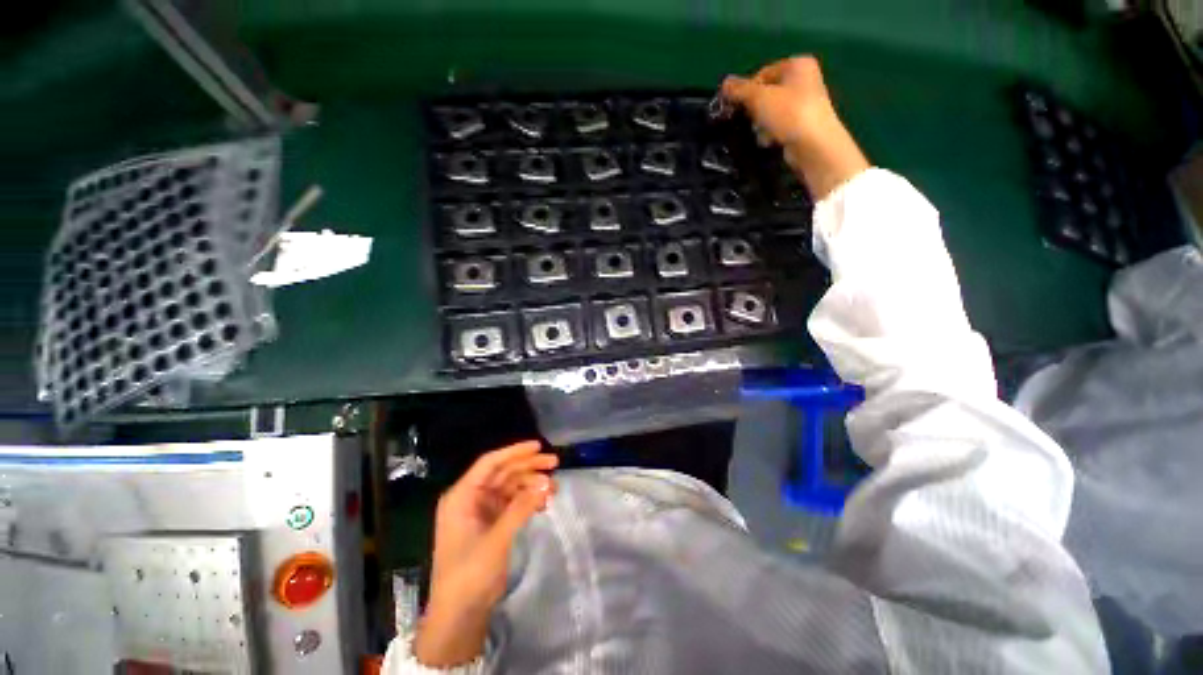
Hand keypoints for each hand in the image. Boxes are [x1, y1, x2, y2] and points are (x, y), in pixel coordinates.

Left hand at [414, 441, 557, 666]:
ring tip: (554, 487)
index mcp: (462, 496)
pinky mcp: (489, 524)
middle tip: (554, 463)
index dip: (515, 451)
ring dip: (531, 484)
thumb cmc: (470, 574)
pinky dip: (527, 500)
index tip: (539, 446)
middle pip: (503, 472)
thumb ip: (521, 508)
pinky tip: (543, 503)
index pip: (490, 463)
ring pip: (509, 486)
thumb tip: (546, 483)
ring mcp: (479, 511)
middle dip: (528, 467)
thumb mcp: (497, 540)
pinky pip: (511, 503)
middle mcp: (470, 498)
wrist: (458, 616)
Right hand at [721, 56, 869, 199]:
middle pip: (767, 93)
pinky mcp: (803, 124)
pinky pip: (779, 126)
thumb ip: (739, 90)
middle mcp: (804, 79)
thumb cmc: (789, 113)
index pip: (762, 73)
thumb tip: (723, 84)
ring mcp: (806, 103)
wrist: (813, 145)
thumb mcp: (759, 97)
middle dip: (755, 109)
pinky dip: (772, 133)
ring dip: (761, 124)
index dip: (747, 90)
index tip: (738, 107)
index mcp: (797, 64)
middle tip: (750, 120)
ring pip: (771, 111)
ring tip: (761, 133)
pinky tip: (770, 141)